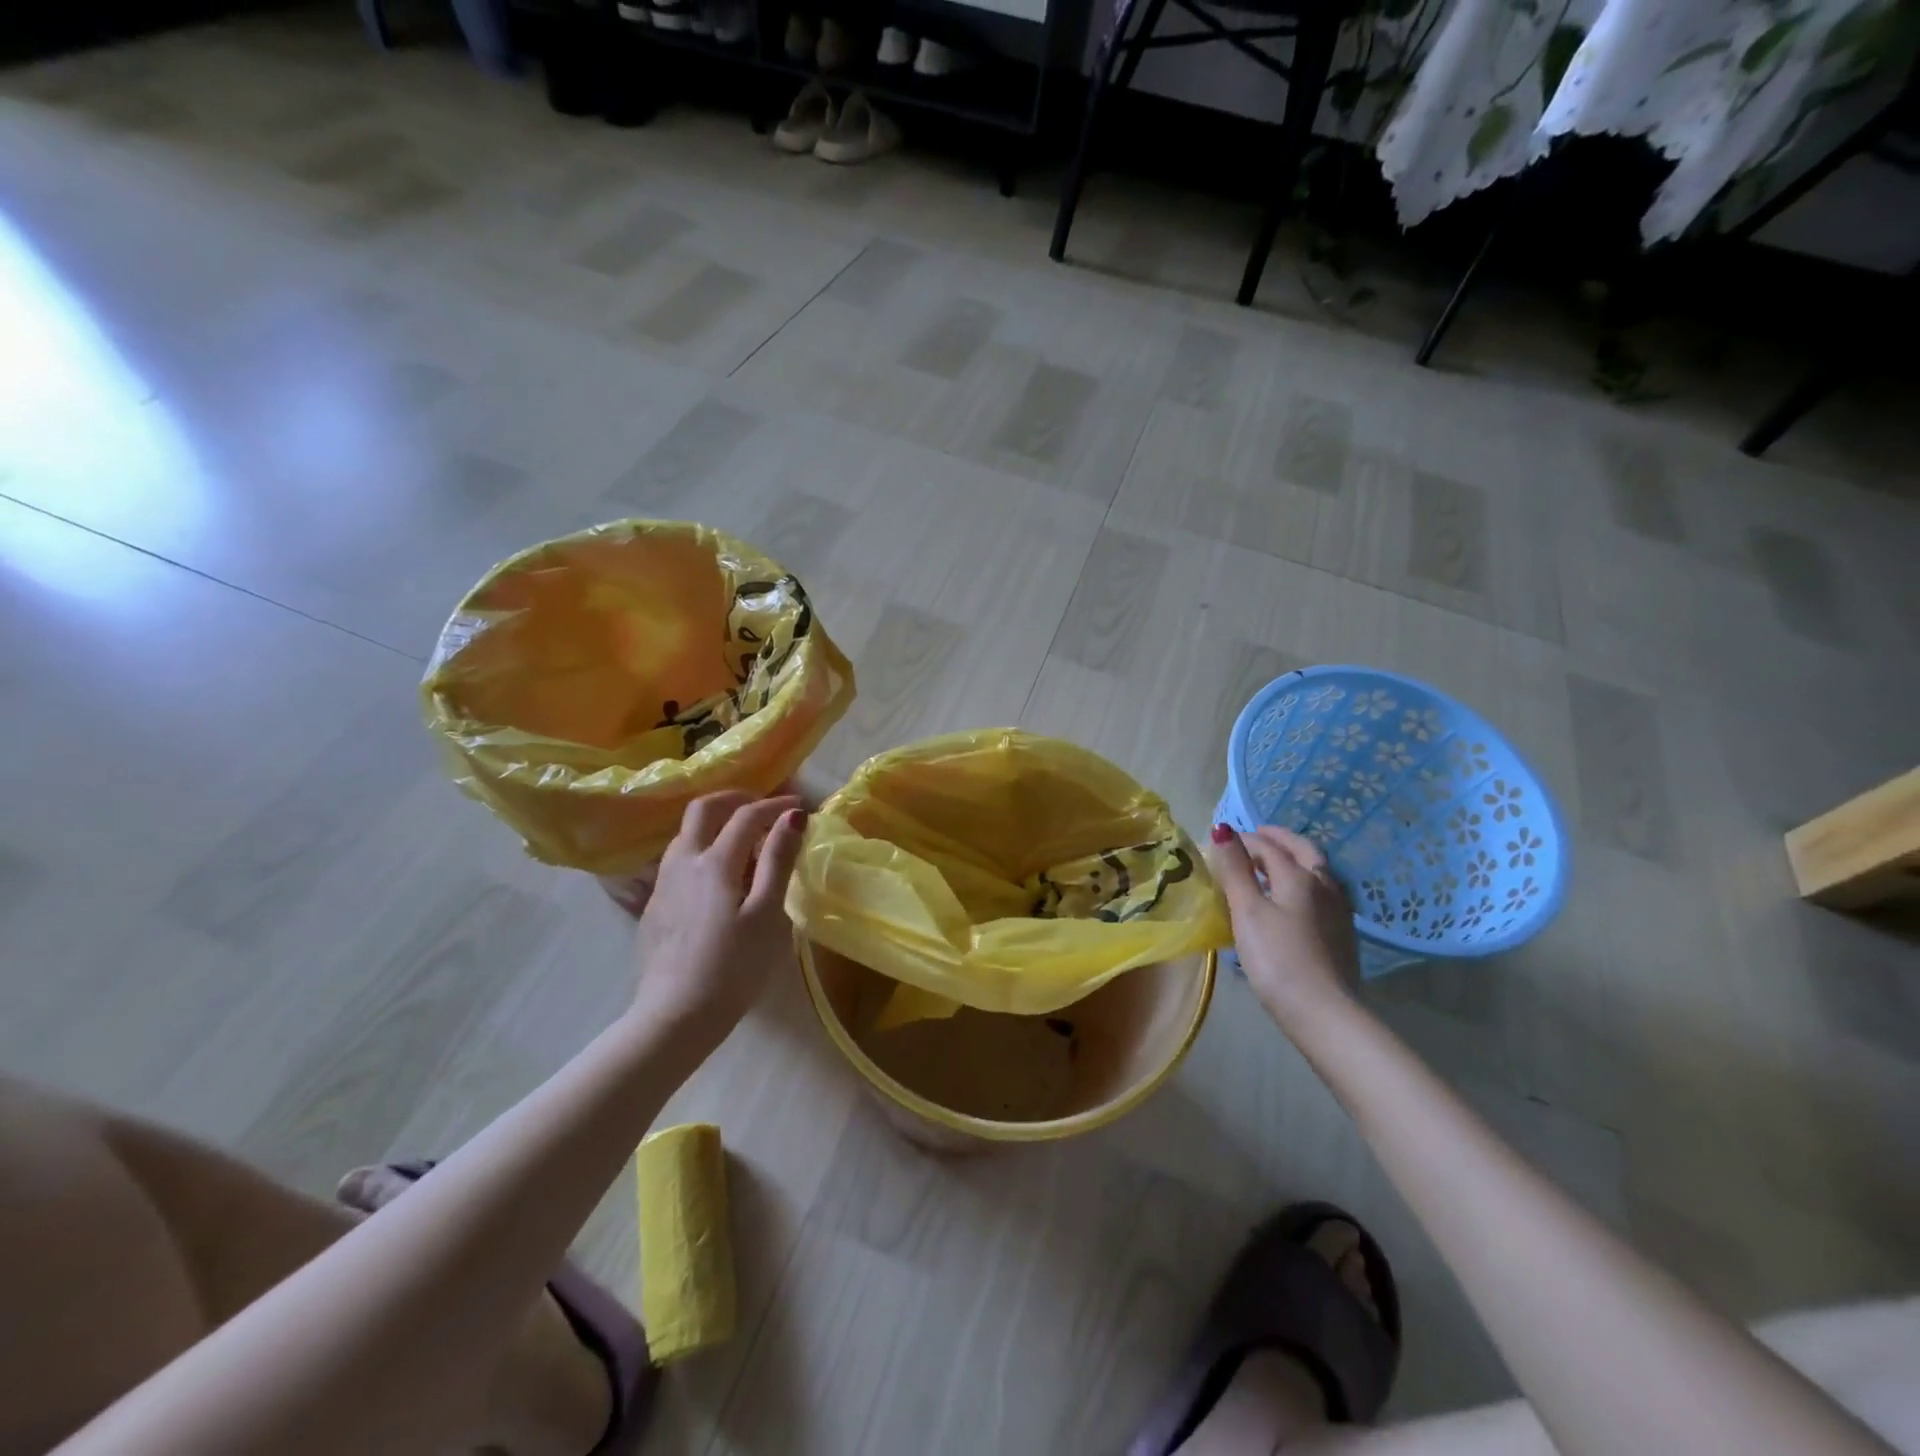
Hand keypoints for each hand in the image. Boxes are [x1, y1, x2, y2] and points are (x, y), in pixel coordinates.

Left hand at [631, 791, 805, 1042]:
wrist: (674, 1017)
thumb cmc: (733, 967)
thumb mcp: (766, 914)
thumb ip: (778, 860)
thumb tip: (793, 816)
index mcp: (715, 861)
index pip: (747, 815)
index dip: (775, 806)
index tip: (800, 808)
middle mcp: (683, 861)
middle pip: (703, 809)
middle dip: (735, 799)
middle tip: (764, 808)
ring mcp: (663, 883)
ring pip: (687, 833)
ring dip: (717, 823)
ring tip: (745, 842)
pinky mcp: (655, 906)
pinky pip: (679, 859)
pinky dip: (703, 848)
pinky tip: (719, 878)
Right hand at [1205, 824, 1359, 1027]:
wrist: (1324, 1012)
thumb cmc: (1277, 959)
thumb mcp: (1248, 911)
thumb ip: (1235, 869)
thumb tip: (1223, 829)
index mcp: (1300, 876)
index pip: (1268, 847)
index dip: (1244, 841)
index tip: (1221, 843)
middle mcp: (1325, 885)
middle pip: (1302, 851)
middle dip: (1278, 840)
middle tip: (1257, 837)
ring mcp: (1339, 911)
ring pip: (1317, 872)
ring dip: (1294, 860)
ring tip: (1272, 866)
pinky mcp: (1343, 934)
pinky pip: (1322, 894)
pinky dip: (1304, 883)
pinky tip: (1294, 900)